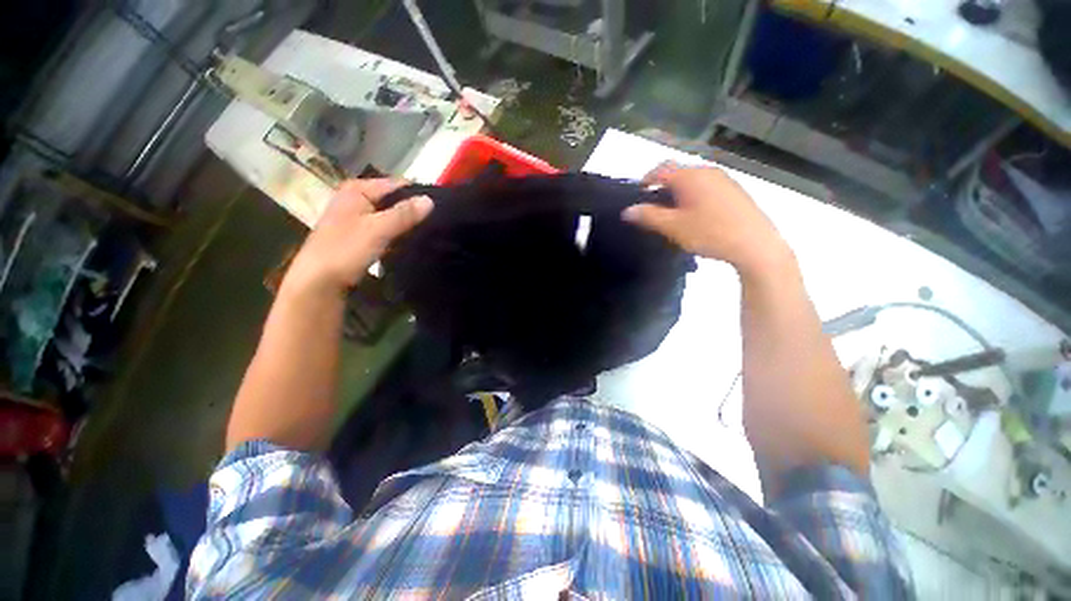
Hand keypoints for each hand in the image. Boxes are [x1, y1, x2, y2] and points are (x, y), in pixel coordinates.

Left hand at [285, 178, 432, 294]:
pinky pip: (384, 229)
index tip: (439, 210)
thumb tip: (430, 200)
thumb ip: (404, 214)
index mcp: (357, 190)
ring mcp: (355, 218)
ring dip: (405, 224)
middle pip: (392, 200)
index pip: (396, 185)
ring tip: (428, 233)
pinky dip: (396, 234)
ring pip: (389, 216)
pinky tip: (409, 242)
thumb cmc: (345, 250)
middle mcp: (355, 199)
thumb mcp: (378, 229)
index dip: (417, 195)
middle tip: (436, 224)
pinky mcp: (358, 235)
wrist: (318, 282)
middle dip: (412, 211)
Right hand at [622, 163, 790, 274]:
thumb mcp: (673, 227)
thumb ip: (648, 216)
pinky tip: (696, 216)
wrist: (755, 245)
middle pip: (677, 173)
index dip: (646, 180)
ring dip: (678, 192)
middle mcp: (707, 171)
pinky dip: (693, 196)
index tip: (638, 196)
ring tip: (673, 215)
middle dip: (662, 187)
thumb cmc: (710, 233)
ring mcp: (723, 180)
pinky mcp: (734, 191)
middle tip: (654, 209)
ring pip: (692, 180)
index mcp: (690, 176)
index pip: (661, 169)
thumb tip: (628, 210)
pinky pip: (706, 187)